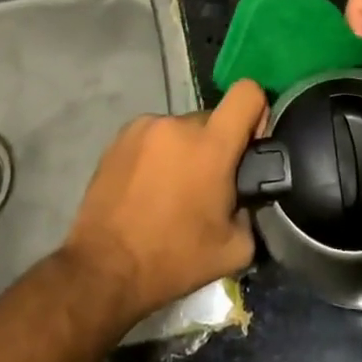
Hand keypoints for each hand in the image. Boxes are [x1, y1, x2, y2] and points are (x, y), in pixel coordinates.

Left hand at [61, 79, 267, 323]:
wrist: (105, 268)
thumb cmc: (173, 259)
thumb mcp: (235, 249)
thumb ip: (252, 210)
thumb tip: (248, 195)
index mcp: (212, 145)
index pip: (247, 93)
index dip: (257, 113)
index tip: (250, 145)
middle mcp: (178, 124)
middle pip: (212, 120)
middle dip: (215, 147)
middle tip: (206, 188)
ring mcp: (145, 126)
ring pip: (181, 130)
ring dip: (184, 152)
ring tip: (171, 192)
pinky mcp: (120, 136)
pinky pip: (154, 137)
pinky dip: (158, 155)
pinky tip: (147, 188)